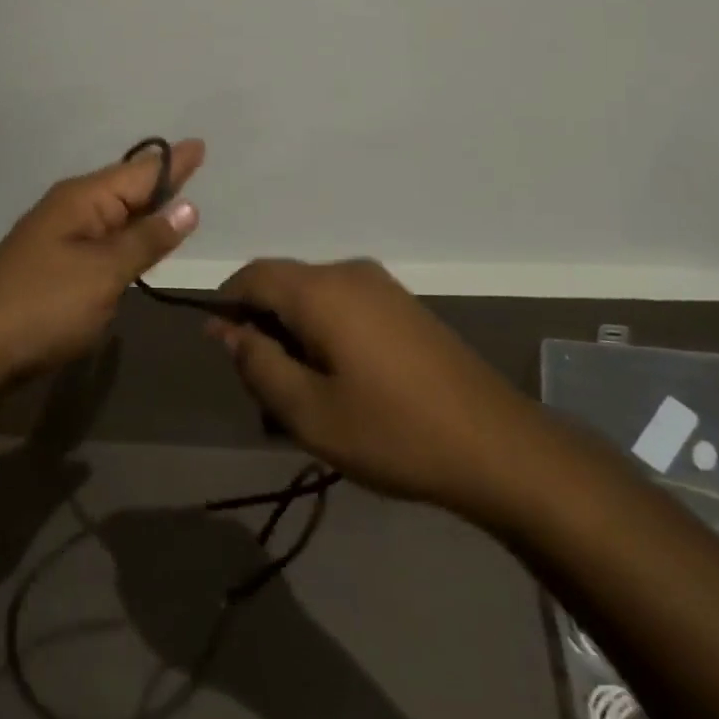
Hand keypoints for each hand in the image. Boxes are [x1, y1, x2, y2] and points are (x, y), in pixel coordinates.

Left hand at [0, 140, 204, 382]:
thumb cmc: (44, 306)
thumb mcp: (104, 273)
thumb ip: (147, 239)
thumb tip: (187, 206)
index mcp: (83, 199)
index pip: (140, 172)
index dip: (174, 162)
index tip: (201, 144)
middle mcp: (70, 209)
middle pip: (126, 189)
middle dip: (159, 180)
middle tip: (194, 164)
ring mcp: (58, 238)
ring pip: (113, 215)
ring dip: (143, 210)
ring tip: (175, 198)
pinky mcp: (53, 267)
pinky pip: (100, 240)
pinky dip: (125, 238)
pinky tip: (137, 243)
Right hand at [210, 259, 534, 515]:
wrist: (496, 445)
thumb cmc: (393, 431)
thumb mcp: (309, 411)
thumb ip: (258, 364)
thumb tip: (226, 328)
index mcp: (321, 290)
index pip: (253, 275)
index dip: (226, 304)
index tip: (222, 349)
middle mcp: (348, 273)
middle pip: (283, 285)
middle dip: (261, 327)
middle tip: (263, 389)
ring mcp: (381, 286)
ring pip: (313, 298)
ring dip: (293, 335)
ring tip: (301, 396)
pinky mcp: (402, 305)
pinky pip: (344, 306)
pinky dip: (324, 334)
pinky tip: (339, 384)